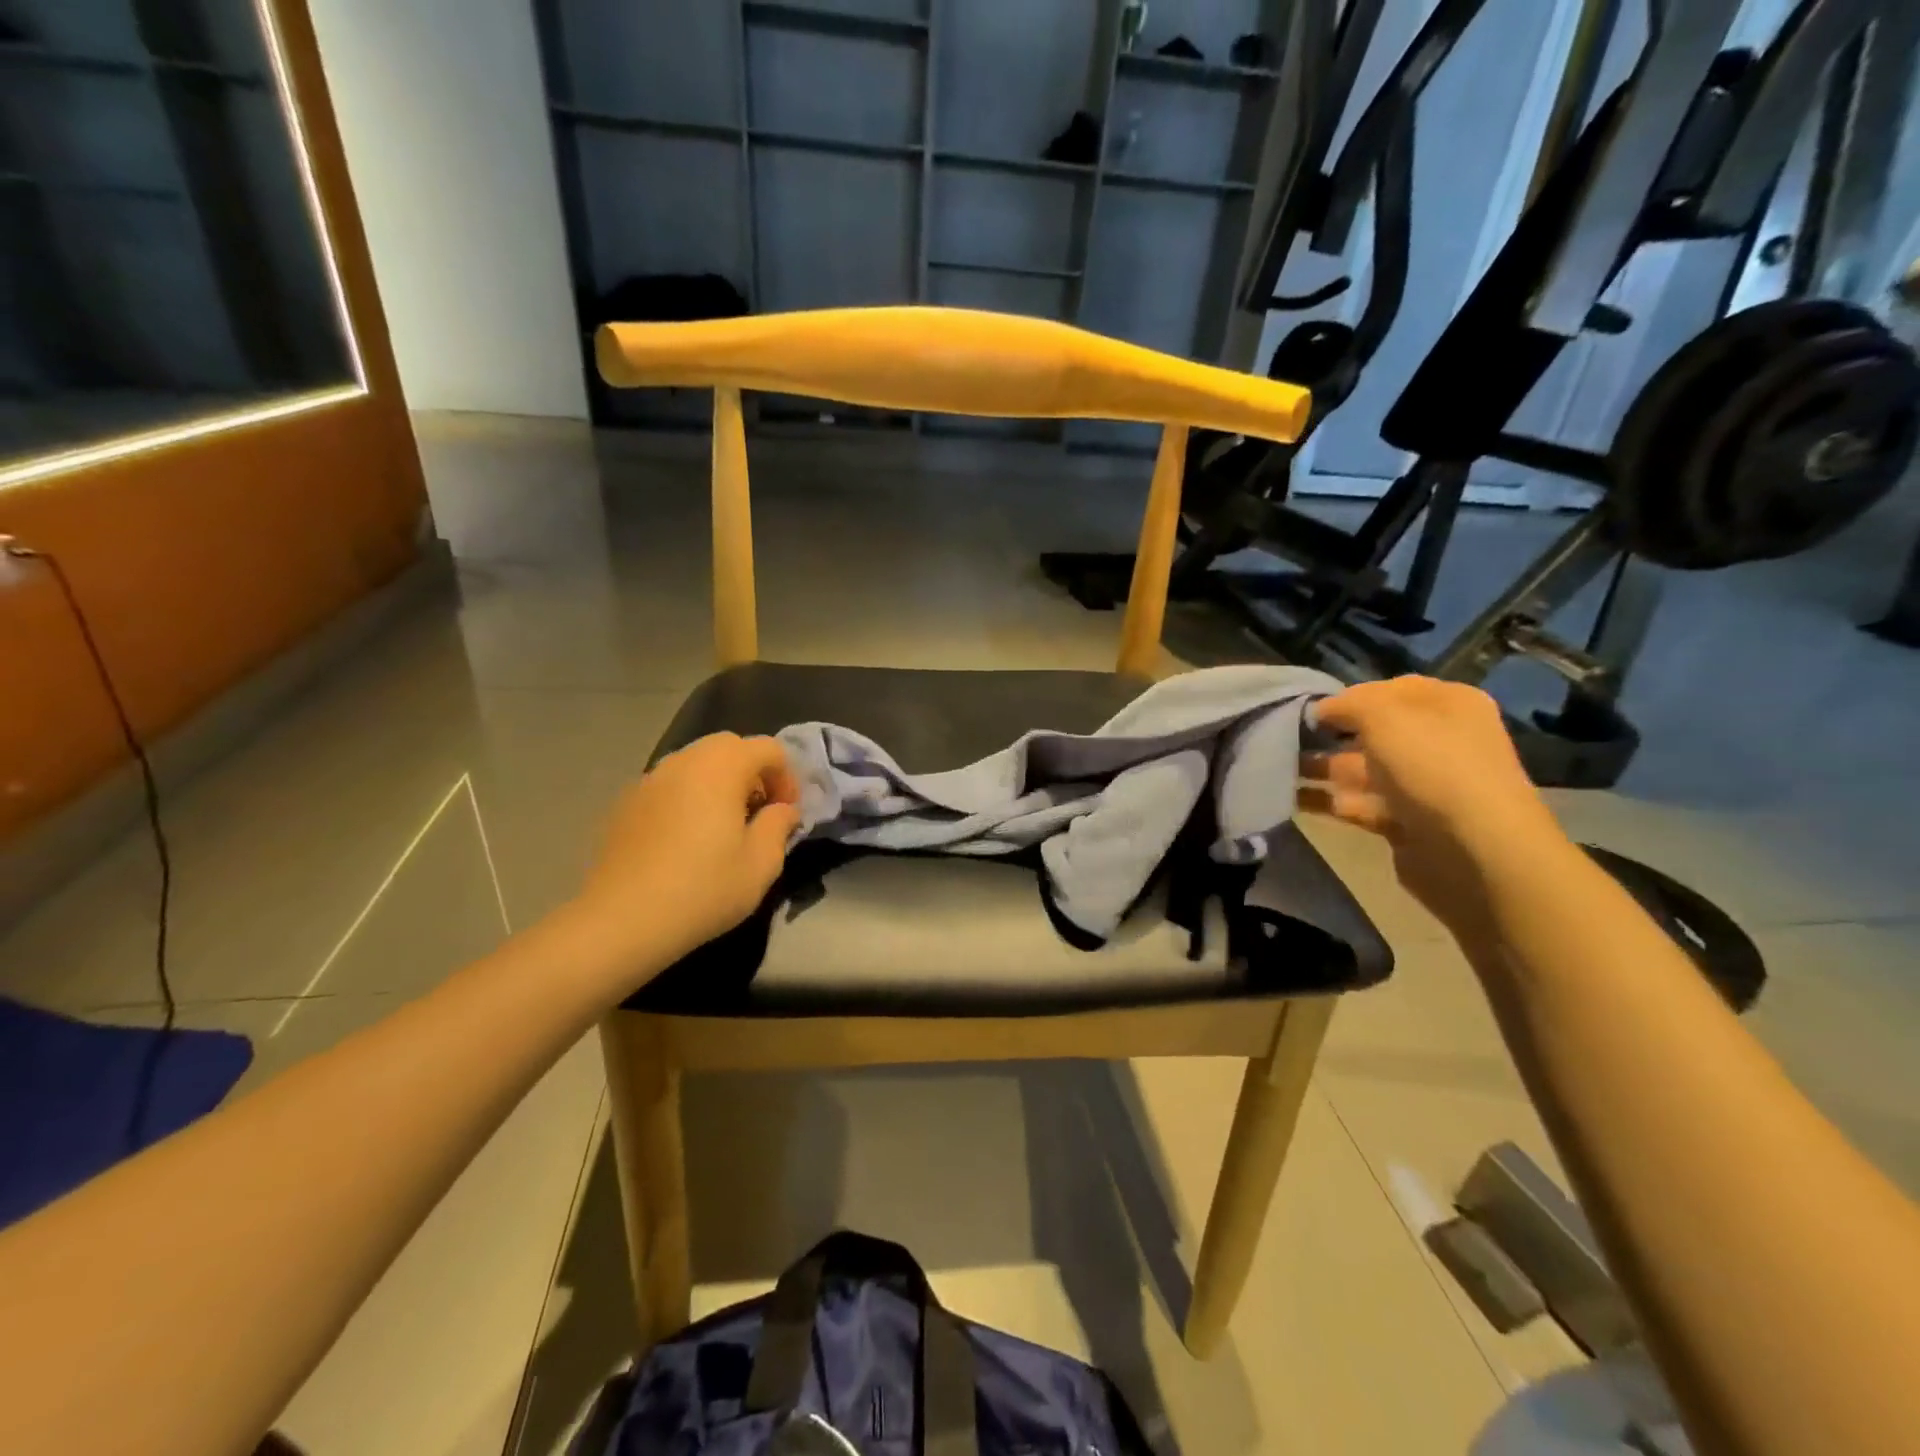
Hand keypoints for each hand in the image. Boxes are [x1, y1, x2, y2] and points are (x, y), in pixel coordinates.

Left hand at [577, 733, 801, 973]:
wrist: (621, 920)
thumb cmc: (702, 889)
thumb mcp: (761, 864)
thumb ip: (779, 825)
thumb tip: (782, 809)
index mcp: (722, 767)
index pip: (769, 749)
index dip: (787, 778)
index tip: (786, 815)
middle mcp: (684, 761)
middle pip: (730, 747)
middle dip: (753, 773)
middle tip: (758, 814)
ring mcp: (650, 779)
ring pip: (697, 763)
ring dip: (720, 783)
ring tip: (722, 827)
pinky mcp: (626, 802)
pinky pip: (670, 785)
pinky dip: (688, 797)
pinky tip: (686, 840)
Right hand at [1301, 677, 1567, 931]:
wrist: (1474, 852)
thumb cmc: (1433, 767)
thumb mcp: (1384, 715)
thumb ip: (1345, 704)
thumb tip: (1319, 711)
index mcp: (1447, 705)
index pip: (1388, 690)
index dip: (1347, 696)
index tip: (1304, 708)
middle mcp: (1437, 740)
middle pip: (1370, 730)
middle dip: (1327, 734)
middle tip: (1280, 737)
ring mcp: (1420, 784)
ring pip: (1358, 768)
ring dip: (1318, 767)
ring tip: (1271, 766)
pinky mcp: (1403, 821)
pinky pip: (1355, 803)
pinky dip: (1324, 800)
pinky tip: (1287, 797)